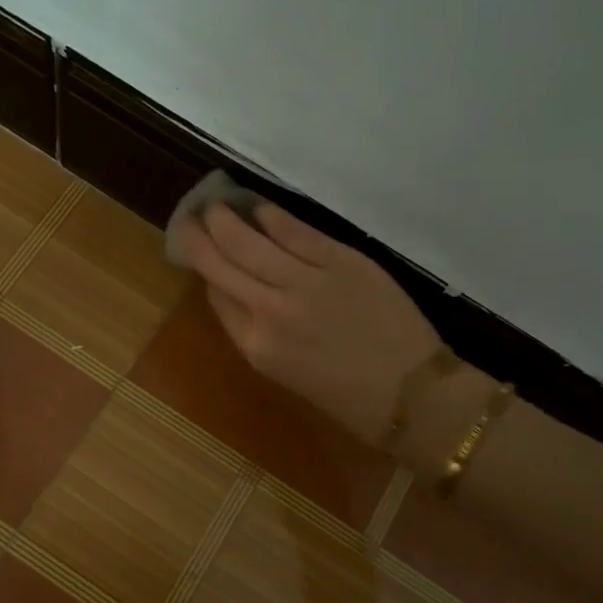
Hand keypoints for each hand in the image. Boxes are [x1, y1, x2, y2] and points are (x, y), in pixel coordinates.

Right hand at [176, 200, 443, 444]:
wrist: (413, 395)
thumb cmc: (350, 398)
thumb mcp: (288, 375)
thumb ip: (259, 333)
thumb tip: (238, 293)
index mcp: (256, 347)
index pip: (217, 297)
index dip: (206, 272)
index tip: (202, 254)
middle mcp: (270, 311)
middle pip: (221, 264)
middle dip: (199, 238)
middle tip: (189, 218)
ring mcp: (303, 282)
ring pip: (248, 242)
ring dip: (225, 219)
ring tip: (214, 204)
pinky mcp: (338, 260)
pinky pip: (293, 231)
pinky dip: (270, 215)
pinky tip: (258, 206)